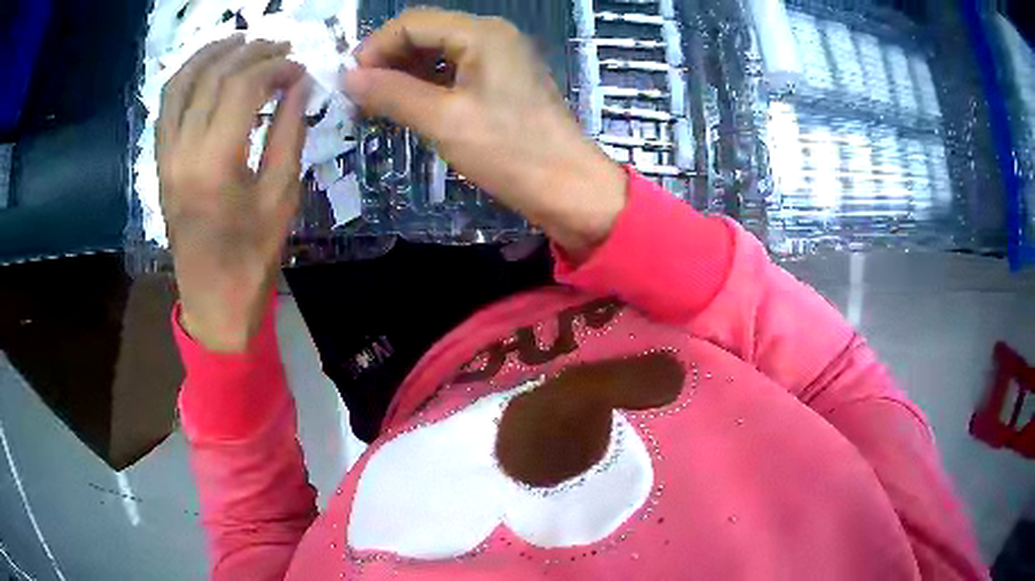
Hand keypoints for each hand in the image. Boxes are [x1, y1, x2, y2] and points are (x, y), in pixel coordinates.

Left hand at [157, 37, 309, 351]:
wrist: (213, 300)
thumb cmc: (253, 257)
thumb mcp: (282, 196)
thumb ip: (290, 132)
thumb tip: (300, 85)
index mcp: (215, 163)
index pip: (244, 87)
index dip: (276, 67)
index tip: (300, 68)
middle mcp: (183, 151)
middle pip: (214, 76)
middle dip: (251, 52)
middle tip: (280, 48)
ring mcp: (166, 156)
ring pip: (181, 83)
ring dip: (212, 53)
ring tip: (241, 41)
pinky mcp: (160, 162)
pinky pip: (166, 106)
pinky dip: (186, 77)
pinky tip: (207, 68)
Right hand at [342, 8, 627, 260]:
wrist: (569, 189)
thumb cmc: (511, 152)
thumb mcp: (444, 121)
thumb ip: (392, 93)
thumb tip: (347, 78)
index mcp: (481, 34)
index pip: (413, 22)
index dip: (375, 47)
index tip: (349, 82)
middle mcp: (491, 36)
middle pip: (425, 34)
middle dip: (388, 61)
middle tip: (360, 97)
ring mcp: (499, 58)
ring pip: (437, 54)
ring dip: (404, 75)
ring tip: (378, 106)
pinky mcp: (502, 82)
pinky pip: (454, 72)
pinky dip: (426, 86)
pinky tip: (408, 108)